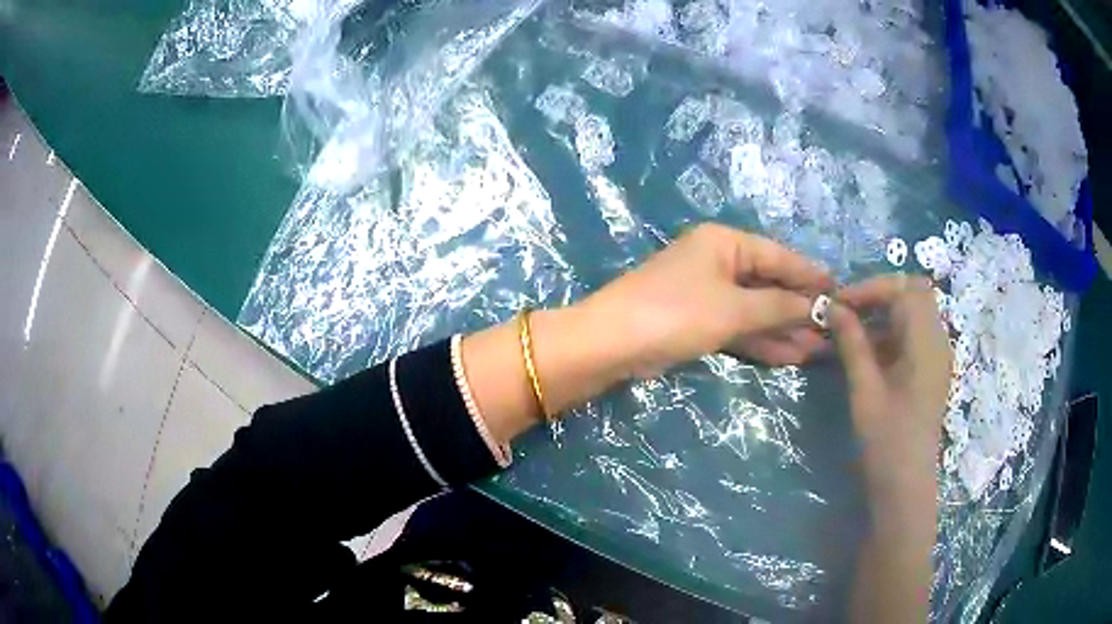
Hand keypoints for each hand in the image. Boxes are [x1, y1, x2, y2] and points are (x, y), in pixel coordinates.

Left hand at [463, 224, 830, 443]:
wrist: (612, 344)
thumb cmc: (676, 313)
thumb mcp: (734, 309)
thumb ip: (779, 307)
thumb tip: (820, 306)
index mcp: (724, 242)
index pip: (779, 257)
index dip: (810, 276)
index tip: (841, 293)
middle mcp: (717, 261)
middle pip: (769, 284)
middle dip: (800, 309)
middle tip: (833, 331)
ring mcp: (707, 293)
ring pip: (756, 310)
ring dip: (784, 330)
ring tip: (819, 350)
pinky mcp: (697, 321)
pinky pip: (739, 327)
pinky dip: (761, 341)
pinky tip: (789, 356)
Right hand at [832, 275, 950, 622]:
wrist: (906, 485)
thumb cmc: (886, 440)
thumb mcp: (865, 390)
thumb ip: (853, 343)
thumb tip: (834, 307)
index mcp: (925, 342)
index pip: (902, 289)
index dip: (870, 288)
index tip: (839, 303)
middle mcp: (937, 340)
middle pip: (914, 293)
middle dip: (881, 293)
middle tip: (850, 310)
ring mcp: (937, 355)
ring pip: (915, 312)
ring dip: (886, 312)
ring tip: (854, 330)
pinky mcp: (932, 370)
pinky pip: (915, 334)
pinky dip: (892, 331)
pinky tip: (869, 352)